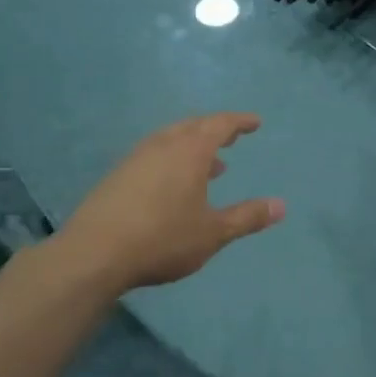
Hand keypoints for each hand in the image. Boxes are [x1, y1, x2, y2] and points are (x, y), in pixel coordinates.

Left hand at [60, 114, 284, 290]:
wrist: (94, 254)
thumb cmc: (163, 239)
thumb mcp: (213, 232)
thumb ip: (247, 217)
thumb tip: (281, 206)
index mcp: (189, 152)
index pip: (219, 125)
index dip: (239, 122)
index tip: (255, 123)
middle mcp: (162, 146)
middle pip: (192, 126)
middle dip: (215, 130)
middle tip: (232, 137)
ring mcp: (136, 159)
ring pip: (170, 140)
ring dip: (193, 147)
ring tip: (211, 166)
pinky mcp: (118, 177)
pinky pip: (154, 156)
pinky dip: (173, 160)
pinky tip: (175, 186)